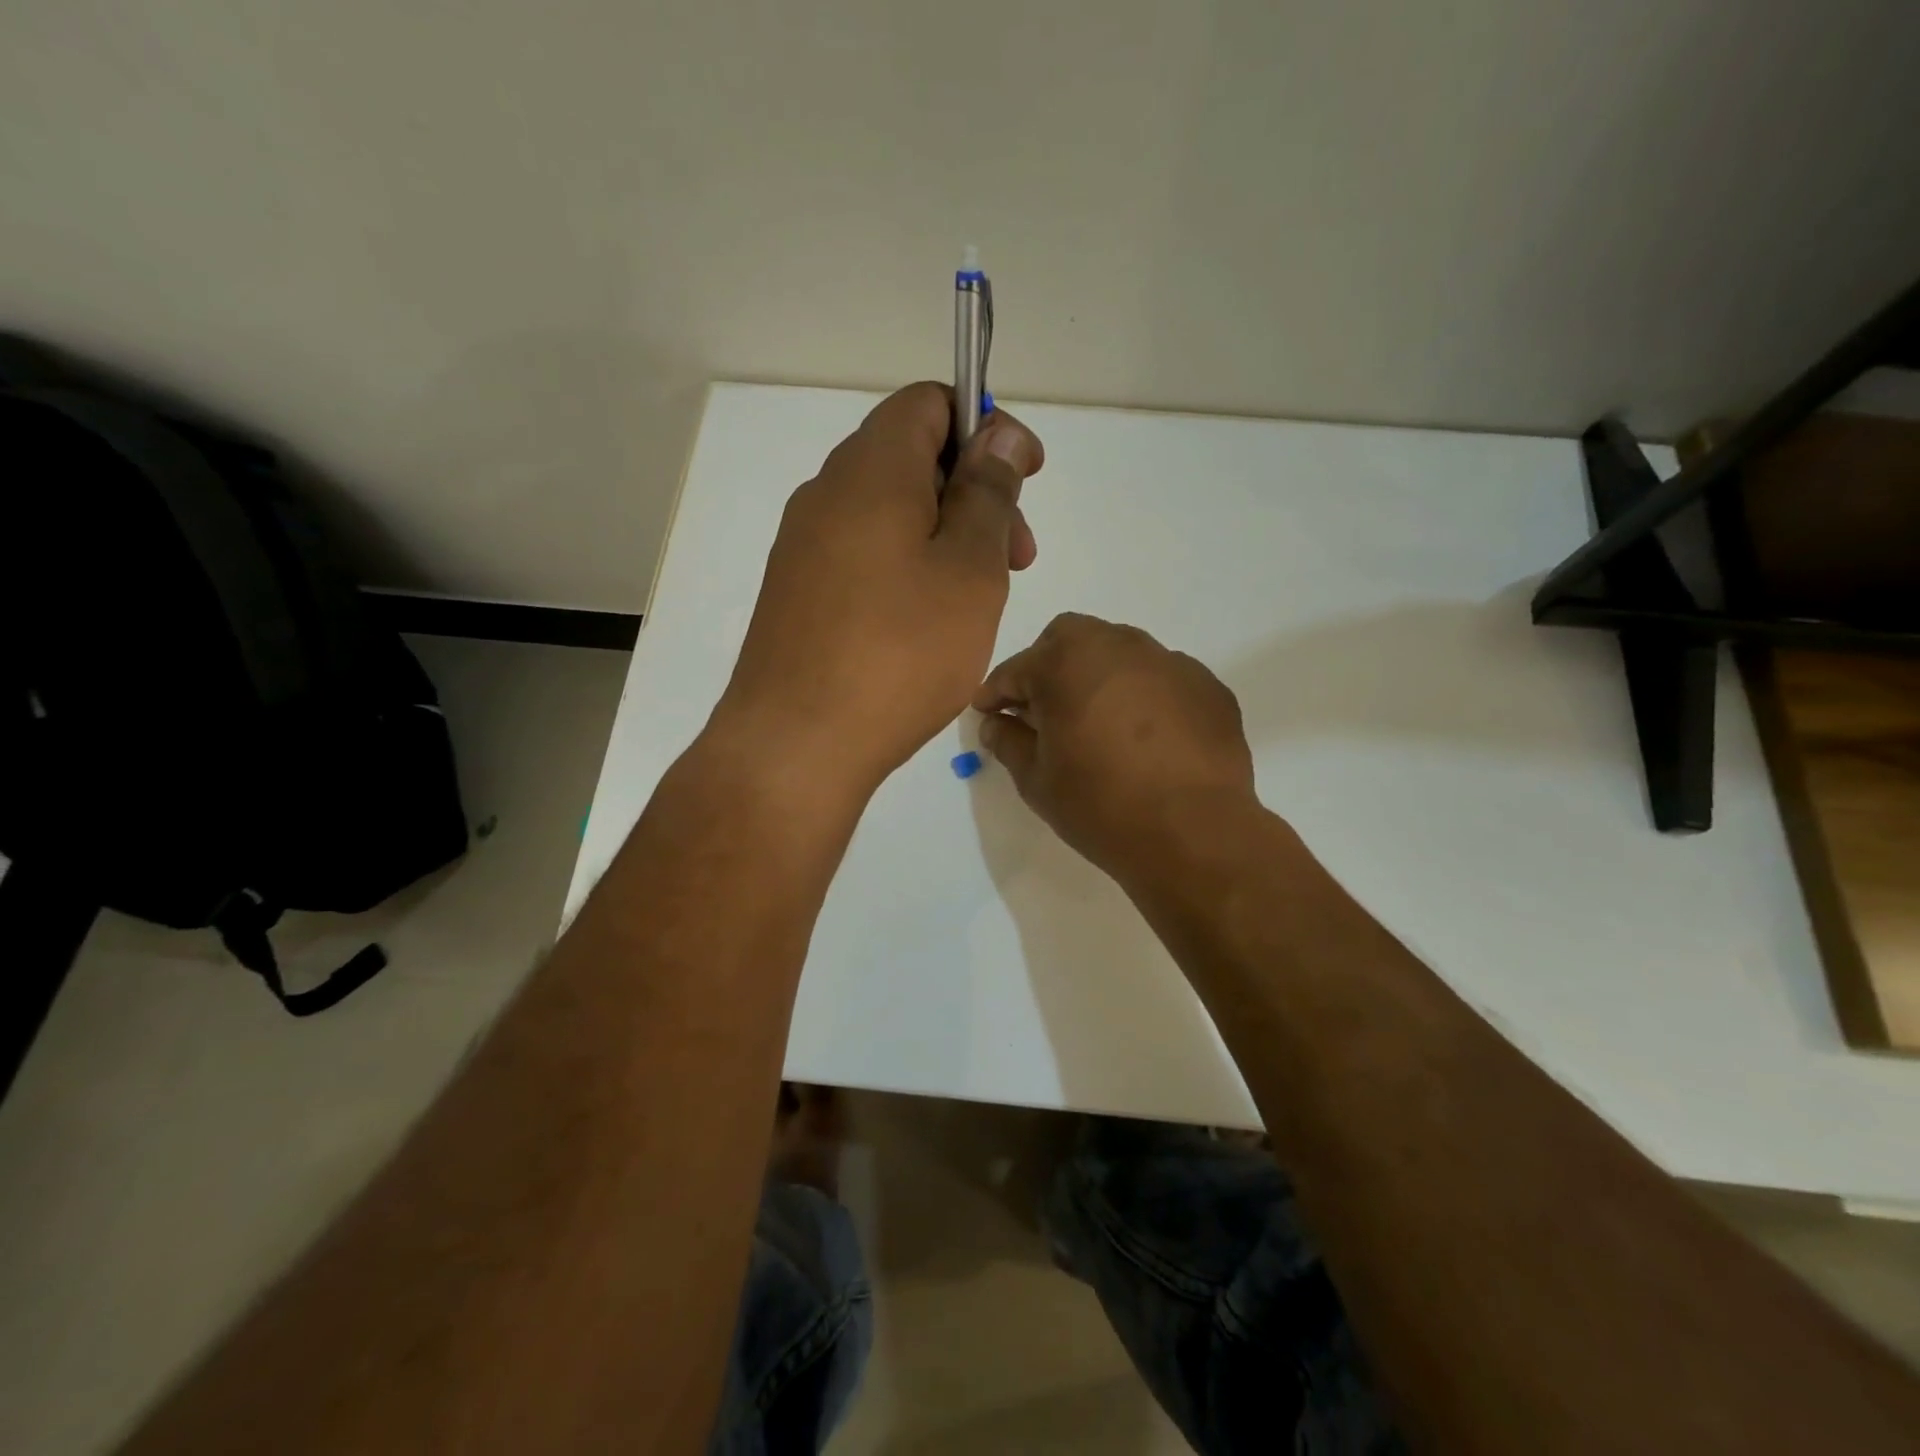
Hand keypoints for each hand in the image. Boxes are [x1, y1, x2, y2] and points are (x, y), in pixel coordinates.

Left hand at [713, 382, 1044, 802]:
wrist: (797, 744)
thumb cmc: (900, 652)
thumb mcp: (969, 569)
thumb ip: (987, 493)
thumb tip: (996, 434)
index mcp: (870, 469)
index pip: (929, 402)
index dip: (986, 426)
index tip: (1025, 476)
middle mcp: (826, 492)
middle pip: (911, 458)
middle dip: (974, 491)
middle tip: (1016, 557)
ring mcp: (804, 545)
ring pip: (889, 512)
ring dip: (944, 535)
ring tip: (979, 599)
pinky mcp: (796, 593)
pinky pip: (863, 554)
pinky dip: (907, 567)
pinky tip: (928, 624)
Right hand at [973, 613, 1257, 885]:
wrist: (1194, 834)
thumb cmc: (1101, 806)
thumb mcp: (1037, 781)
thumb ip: (1009, 742)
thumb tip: (996, 725)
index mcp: (1066, 663)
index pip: (1017, 669)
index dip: (996, 693)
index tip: (987, 713)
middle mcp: (1118, 646)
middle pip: (1069, 639)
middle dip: (1047, 667)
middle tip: (1042, 710)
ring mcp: (1169, 662)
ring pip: (1119, 652)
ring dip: (1097, 676)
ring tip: (1097, 721)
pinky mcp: (1206, 686)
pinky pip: (1161, 678)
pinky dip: (1142, 695)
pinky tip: (1145, 737)